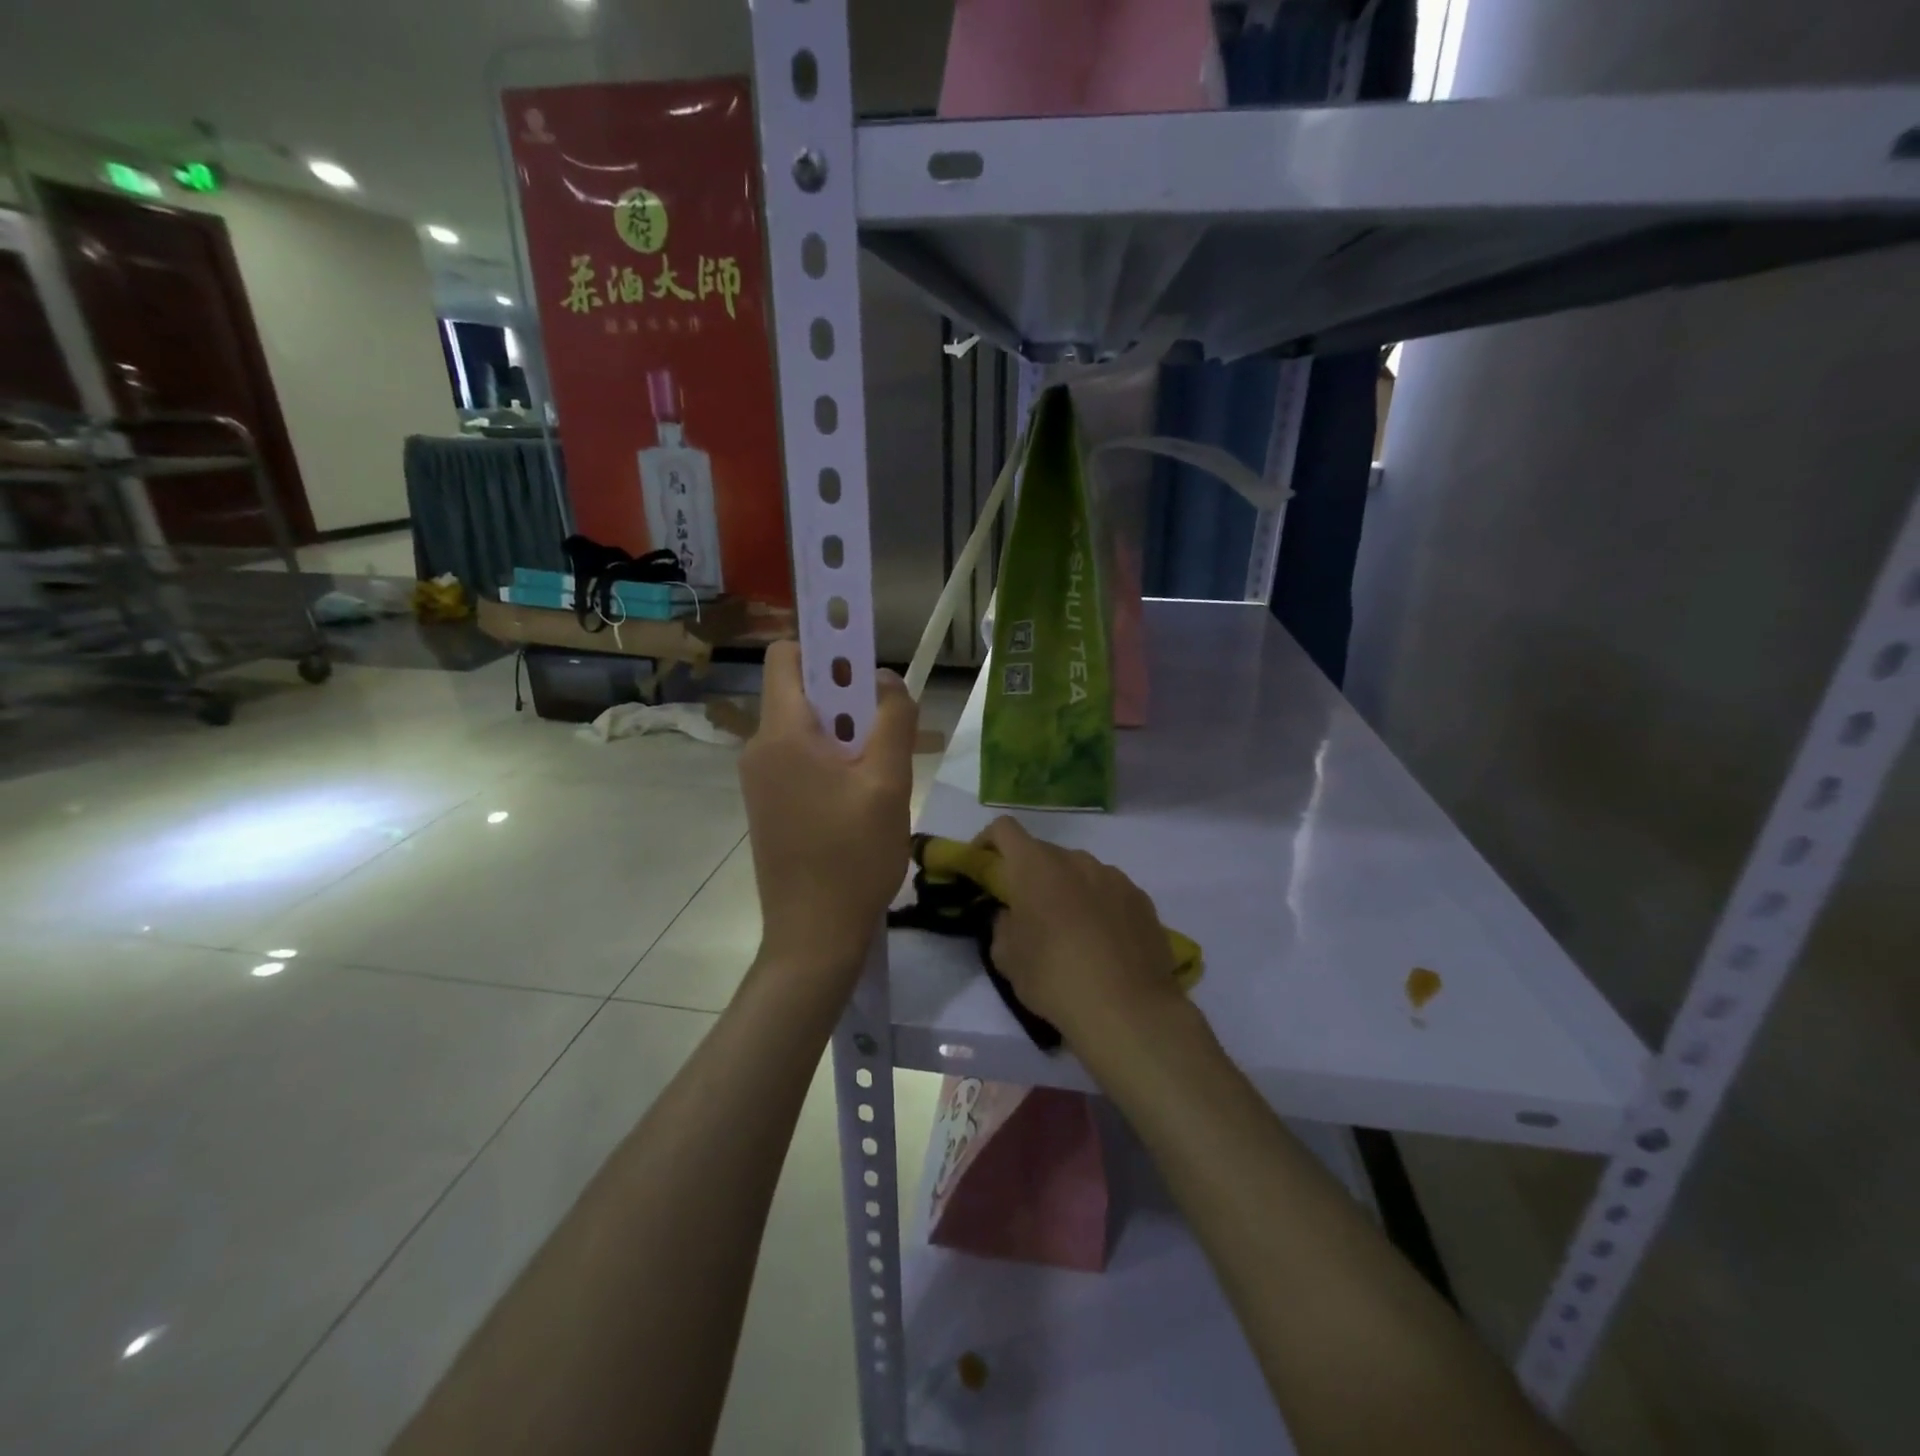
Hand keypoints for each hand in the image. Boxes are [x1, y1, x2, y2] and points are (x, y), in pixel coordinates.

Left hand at [739, 642, 916, 981]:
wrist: (813, 937)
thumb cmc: (853, 857)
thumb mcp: (888, 784)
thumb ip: (893, 720)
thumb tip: (886, 679)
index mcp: (782, 735)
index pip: (788, 656)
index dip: (827, 644)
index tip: (867, 660)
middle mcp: (759, 749)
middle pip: (801, 692)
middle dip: (847, 696)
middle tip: (888, 725)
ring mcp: (760, 780)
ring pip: (805, 729)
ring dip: (845, 733)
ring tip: (881, 769)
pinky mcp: (768, 805)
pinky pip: (799, 760)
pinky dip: (831, 760)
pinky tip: (861, 796)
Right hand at [978, 816, 1185, 1054]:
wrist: (1127, 1009)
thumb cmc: (1054, 978)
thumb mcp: (1007, 958)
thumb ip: (1002, 925)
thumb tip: (1012, 915)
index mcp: (1035, 866)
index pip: (1004, 829)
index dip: (988, 841)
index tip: (983, 865)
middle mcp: (1076, 860)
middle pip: (1044, 853)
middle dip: (1030, 875)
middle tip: (1028, 913)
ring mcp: (1113, 876)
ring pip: (1080, 872)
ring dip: (1068, 889)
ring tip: (1071, 932)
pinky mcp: (1141, 899)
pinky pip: (1110, 892)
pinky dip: (1099, 906)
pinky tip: (1104, 943)